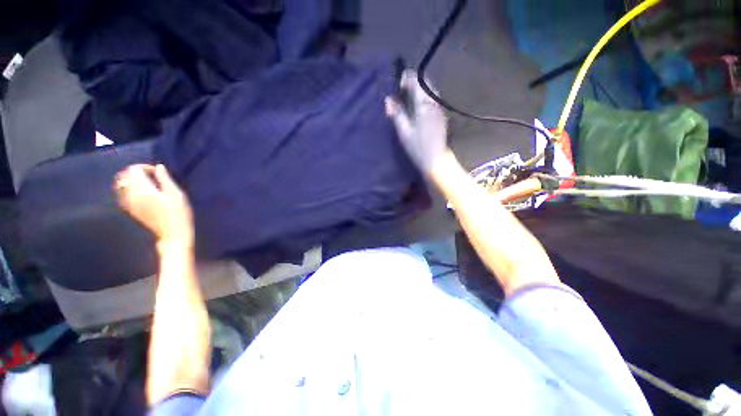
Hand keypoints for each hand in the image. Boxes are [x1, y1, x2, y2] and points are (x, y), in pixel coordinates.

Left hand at [115, 164, 193, 245]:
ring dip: (130, 180)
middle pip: (125, 176)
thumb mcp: (176, 194)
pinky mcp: (130, 210)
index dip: (145, 167)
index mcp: (143, 189)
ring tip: (145, 183)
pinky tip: (139, 193)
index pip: (134, 170)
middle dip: (136, 172)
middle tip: (152, 176)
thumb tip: (158, 167)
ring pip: (121, 185)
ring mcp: (129, 203)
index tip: (158, 172)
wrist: (172, 233)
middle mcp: (131, 194)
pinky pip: (122, 195)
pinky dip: (128, 189)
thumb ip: (165, 179)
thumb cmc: (178, 212)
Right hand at [385, 70, 448, 174]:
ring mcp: (439, 108)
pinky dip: (425, 96)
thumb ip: (396, 114)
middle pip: (426, 83)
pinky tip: (418, 104)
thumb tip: (389, 100)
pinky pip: (433, 98)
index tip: (399, 84)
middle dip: (414, 82)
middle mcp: (434, 103)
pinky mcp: (441, 115)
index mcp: (424, 106)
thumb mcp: (403, 132)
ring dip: (420, 88)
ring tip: (408, 96)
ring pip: (431, 90)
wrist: (435, 160)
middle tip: (402, 89)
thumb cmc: (417, 148)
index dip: (407, 78)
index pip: (417, 82)